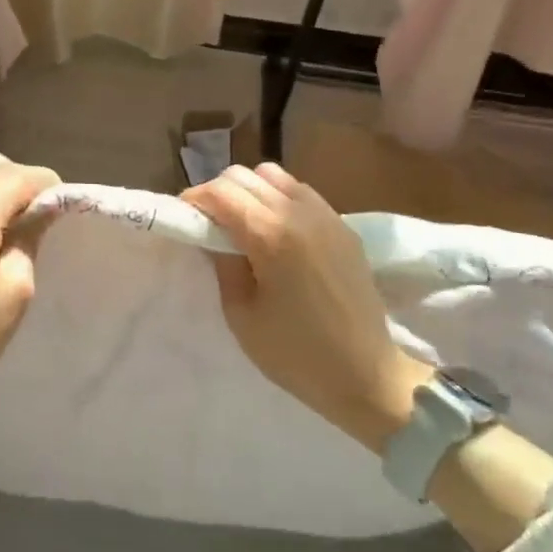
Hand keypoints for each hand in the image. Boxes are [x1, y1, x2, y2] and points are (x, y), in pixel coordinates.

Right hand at [183, 163, 431, 449]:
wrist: (367, 376)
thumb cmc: (295, 354)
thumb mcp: (241, 314)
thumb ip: (222, 263)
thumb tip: (211, 233)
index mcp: (270, 235)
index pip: (220, 192)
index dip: (194, 199)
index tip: (184, 218)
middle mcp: (298, 213)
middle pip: (244, 175)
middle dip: (219, 193)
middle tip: (210, 224)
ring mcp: (326, 215)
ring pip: (273, 175)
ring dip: (250, 190)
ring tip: (244, 223)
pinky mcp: (343, 225)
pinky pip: (301, 192)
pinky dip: (278, 198)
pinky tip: (277, 231)